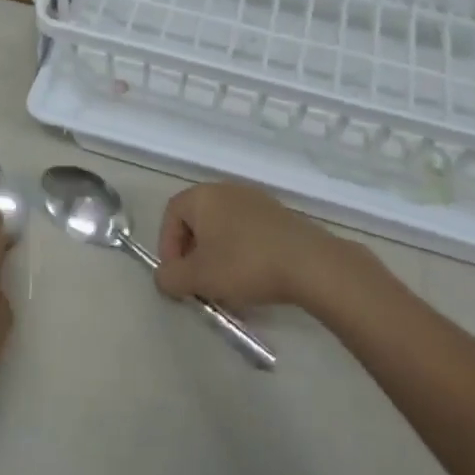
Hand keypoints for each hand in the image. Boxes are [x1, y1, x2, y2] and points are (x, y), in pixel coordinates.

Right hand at [155, 181, 362, 312]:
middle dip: (192, 253)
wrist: (310, 264)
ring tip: (225, 284)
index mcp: (203, 196)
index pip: (171, 216)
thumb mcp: (198, 277)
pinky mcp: (279, 216)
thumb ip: (170, 278)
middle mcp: (227, 190)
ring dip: (217, 255)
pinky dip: (241, 252)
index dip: (168, 247)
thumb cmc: (244, 264)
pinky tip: (251, 277)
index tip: (178, 276)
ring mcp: (256, 200)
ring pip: (223, 228)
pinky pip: (247, 232)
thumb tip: (164, 278)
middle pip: (197, 221)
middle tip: (198, 282)